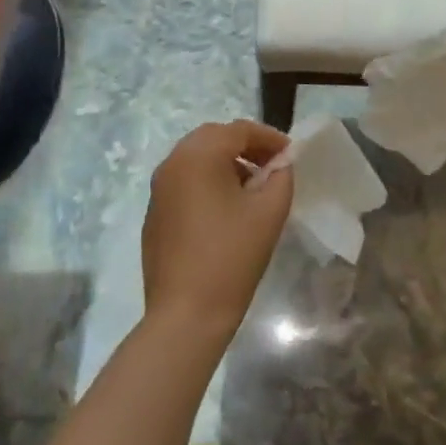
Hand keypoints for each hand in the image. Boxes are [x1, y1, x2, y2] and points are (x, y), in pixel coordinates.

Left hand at [142, 120, 292, 342]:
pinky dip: (207, 182)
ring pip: (196, 158)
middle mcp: (173, 162)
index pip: (239, 130)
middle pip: (214, 138)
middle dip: (246, 146)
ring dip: (226, 163)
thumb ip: (280, 177)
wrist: (186, 314)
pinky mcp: (154, 213)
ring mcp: (159, 188)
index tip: (291, 154)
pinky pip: (184, 182)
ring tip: (252, 187)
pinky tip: (226, 209)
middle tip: (272, 165)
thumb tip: (280, 164)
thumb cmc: (232, 256)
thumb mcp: (269, 212)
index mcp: (199, 155)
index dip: (269, 138)